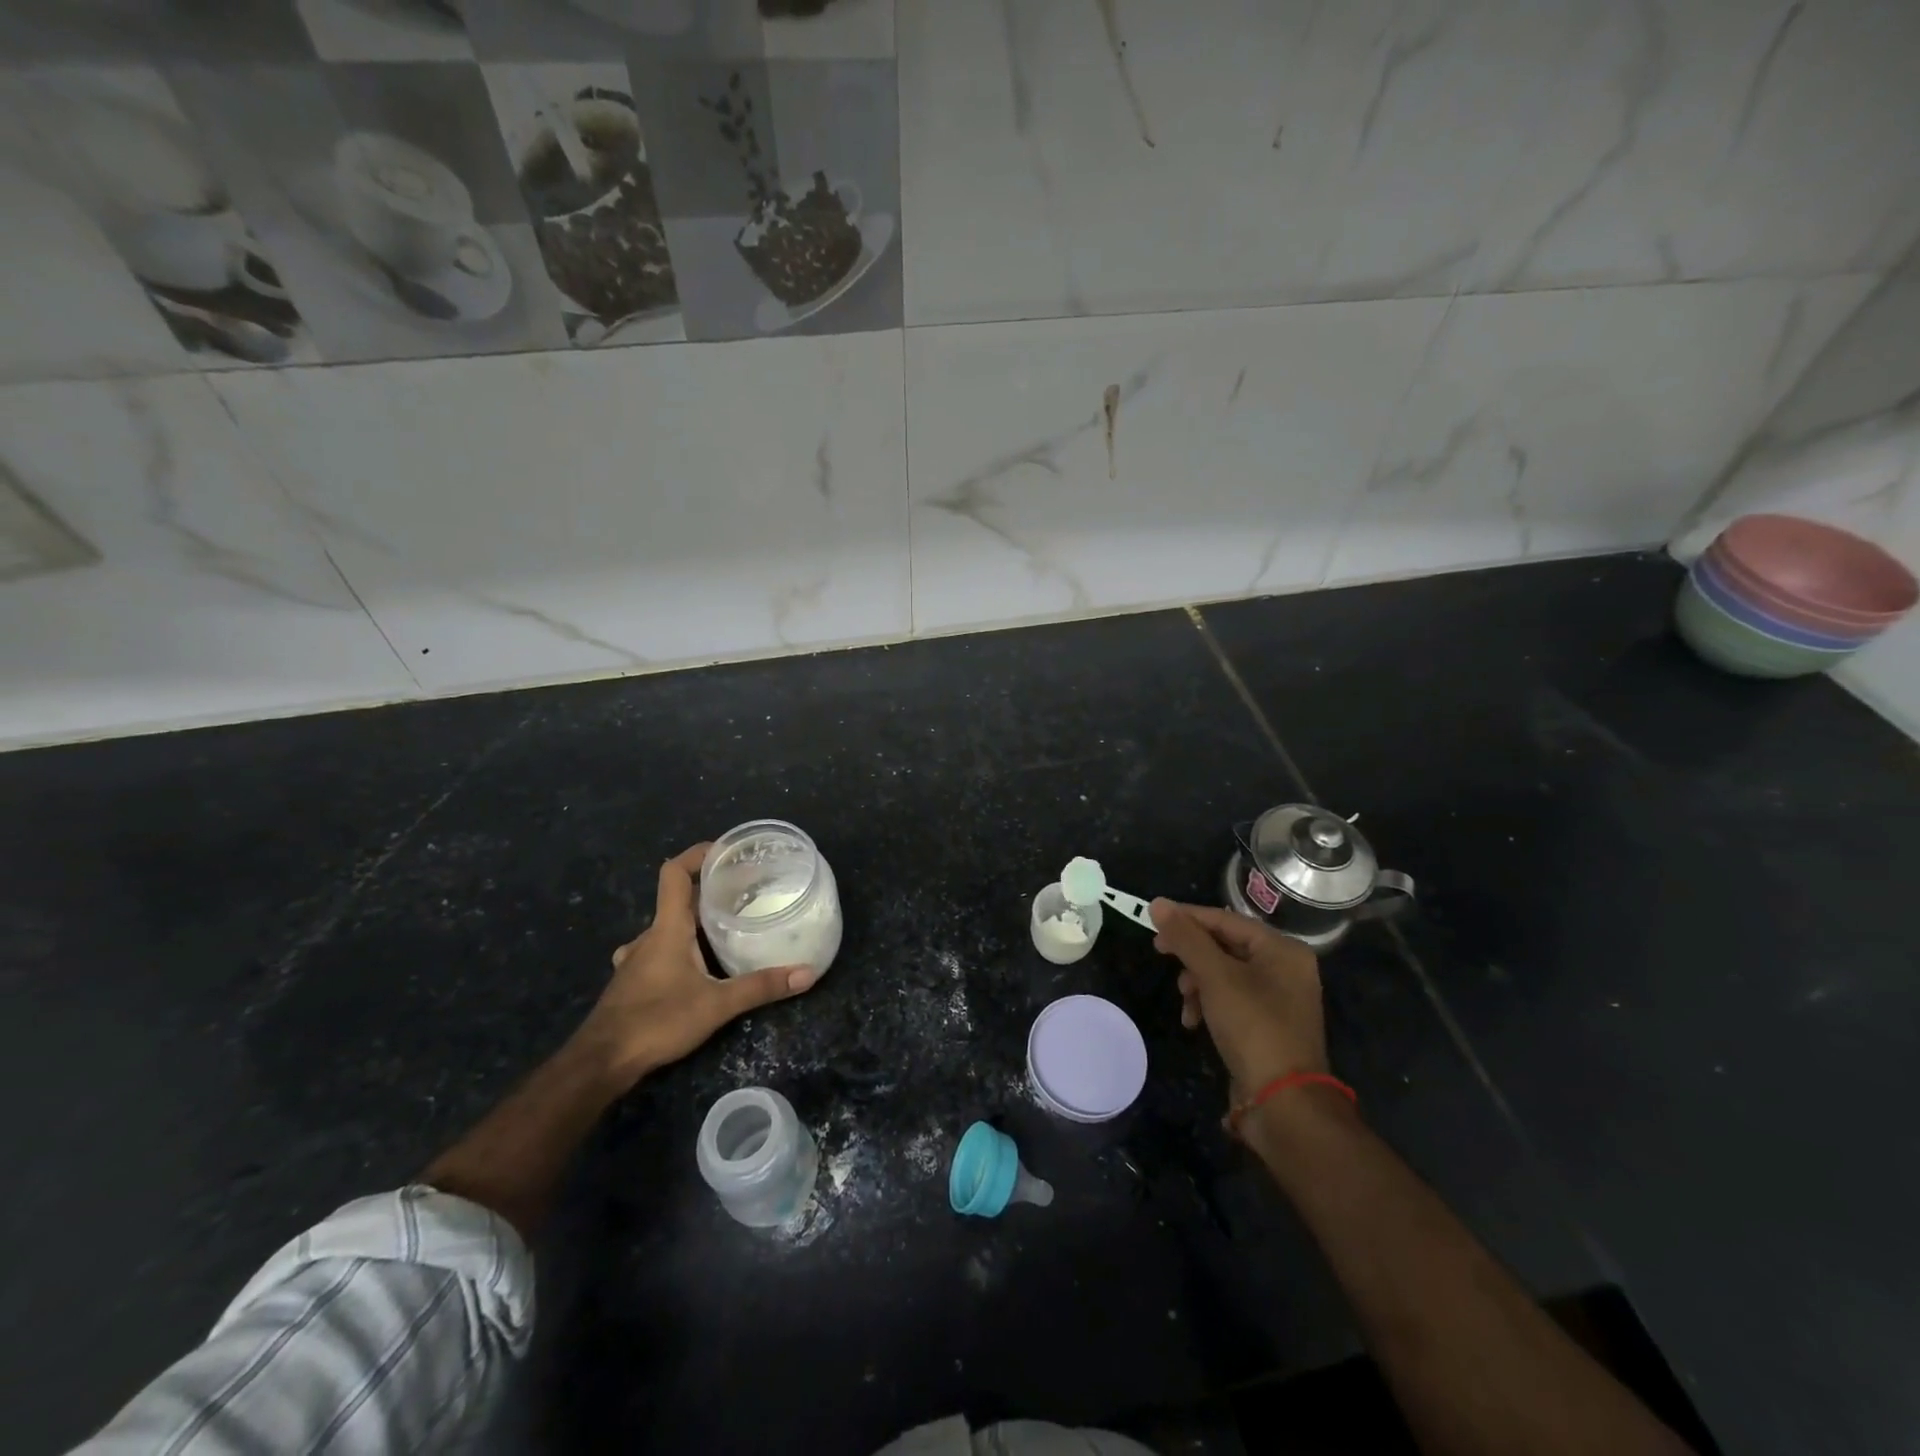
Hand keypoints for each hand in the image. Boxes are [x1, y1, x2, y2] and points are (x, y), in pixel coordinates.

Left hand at [577, 842, 817, 1087]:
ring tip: (724, 928)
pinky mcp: (631, 982)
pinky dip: (678, 948)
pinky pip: (658, 951)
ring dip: (692, 922)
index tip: (726, 852)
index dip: (697, 855)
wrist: (601, 1062)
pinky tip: (695, 966)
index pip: (674, 873)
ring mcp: (635, 960)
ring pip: (666, 928)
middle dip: (708, 891)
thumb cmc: (657, 1021)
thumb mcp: (716, 1005)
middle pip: (676, 899)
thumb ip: (761, 987)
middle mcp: (648, 936)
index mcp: (667, 928)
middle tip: (743, 893)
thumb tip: (807, 973)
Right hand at [1149, 899, 1329, 1100]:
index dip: (1187, 918)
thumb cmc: (1253, 1027)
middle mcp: (1285, 968)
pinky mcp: (1268, 1024)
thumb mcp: (1215, 977)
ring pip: (1224, 974)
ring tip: (1184, 1000)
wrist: (1284, 1102)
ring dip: (1197, 982)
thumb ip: (1186, 938)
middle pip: (1225, 945)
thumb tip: (1157, 903)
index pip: (1226, 919)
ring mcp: (1278, 998)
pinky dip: (1209, 1004)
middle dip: (1191, 954)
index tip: (1153, 922)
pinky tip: (1194, 1022)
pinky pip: (1231, 999)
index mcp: (1282, 949)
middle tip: (1160, 954)